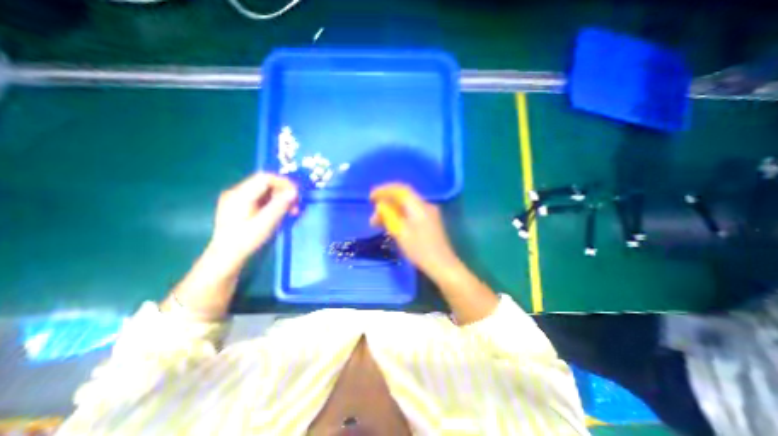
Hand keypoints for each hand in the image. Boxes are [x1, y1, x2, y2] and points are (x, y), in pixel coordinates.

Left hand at [210, 172, 298, 267]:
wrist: (226, 257)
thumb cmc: (246, 241)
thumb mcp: (266, 223)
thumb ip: (280, 205)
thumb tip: (294, 191)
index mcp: (240, 195)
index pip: (265, 178)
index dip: (284, 183)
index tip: (297, 194)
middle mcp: (236, 192)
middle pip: (265, 184)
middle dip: (283, 192)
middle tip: (296, 205)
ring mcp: (237, 199)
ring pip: (264, 191)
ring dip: (280, 198)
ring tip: (292, 211)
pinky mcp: (239, 206)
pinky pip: (260, 198)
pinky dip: (273, 203)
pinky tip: (280, 213)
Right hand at [371, 183, 460, 278]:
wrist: (442, 265)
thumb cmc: (420, 249)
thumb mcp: (400, 232)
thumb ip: (389, 216)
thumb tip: (381, 205)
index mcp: (419, 206)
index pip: (400, 190)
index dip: (384, 191)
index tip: (371, 198)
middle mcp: (425, 206)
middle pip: (403, 199)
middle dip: (386, 205)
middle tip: (373, 218)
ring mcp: (430, 214)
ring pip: (407, 207)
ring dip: (392, 212)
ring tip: (379, 224)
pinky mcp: (430, 222)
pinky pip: (412, 213)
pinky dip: (400, 217)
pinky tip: (393, 226)